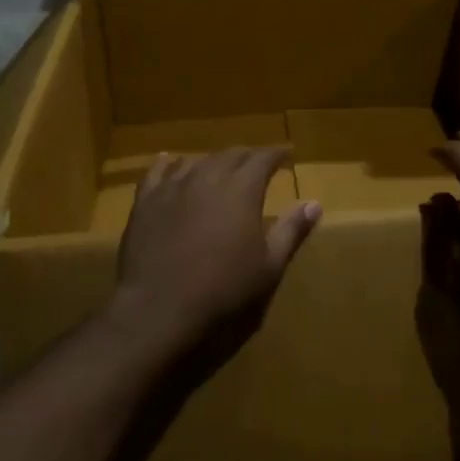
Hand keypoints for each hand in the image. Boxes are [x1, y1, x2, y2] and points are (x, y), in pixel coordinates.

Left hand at [109, 147, 321, 354]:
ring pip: (197, 161)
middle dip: (248, 156)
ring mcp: (173, 187)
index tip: (287, 153)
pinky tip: (170, 161)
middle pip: (231, 154)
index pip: (263, 158)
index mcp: (242, 189)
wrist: (160, 308)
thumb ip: (291, 230)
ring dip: (214, 161)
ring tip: (221, 168)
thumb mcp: (269, 265)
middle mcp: (208, 177)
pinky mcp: (145, 202)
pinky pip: (157, 172)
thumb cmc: (224, 290)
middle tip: (258, 163)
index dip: (276, 153)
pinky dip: (169, 163)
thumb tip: (314, 203)